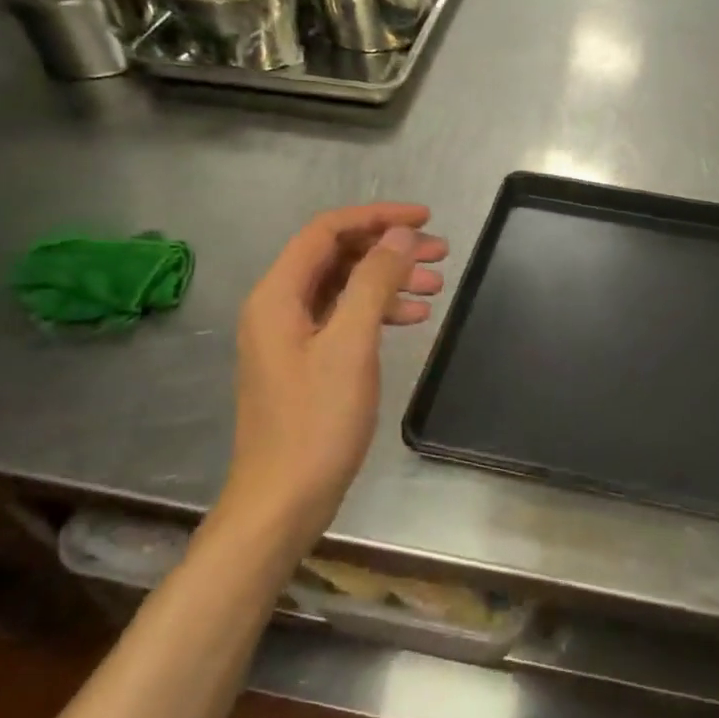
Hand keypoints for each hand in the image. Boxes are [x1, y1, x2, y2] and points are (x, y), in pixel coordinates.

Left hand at [222, 203, 446, 553]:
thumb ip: (374, 283)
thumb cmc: (316, 422)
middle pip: (336, 256)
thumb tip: (400, 235)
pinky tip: (412, 319)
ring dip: (388, 281)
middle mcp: (278, 307)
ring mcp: (290, 337)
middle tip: (441, 253)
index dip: (377, 217)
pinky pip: (344, 319)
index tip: (425, 220)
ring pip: (344, 288)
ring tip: (436, 287)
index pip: (327, 231)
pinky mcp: (306, 363)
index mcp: (277, 295)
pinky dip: (378, 312)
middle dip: (388, 249)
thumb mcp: (351, 346)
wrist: (283, 500)